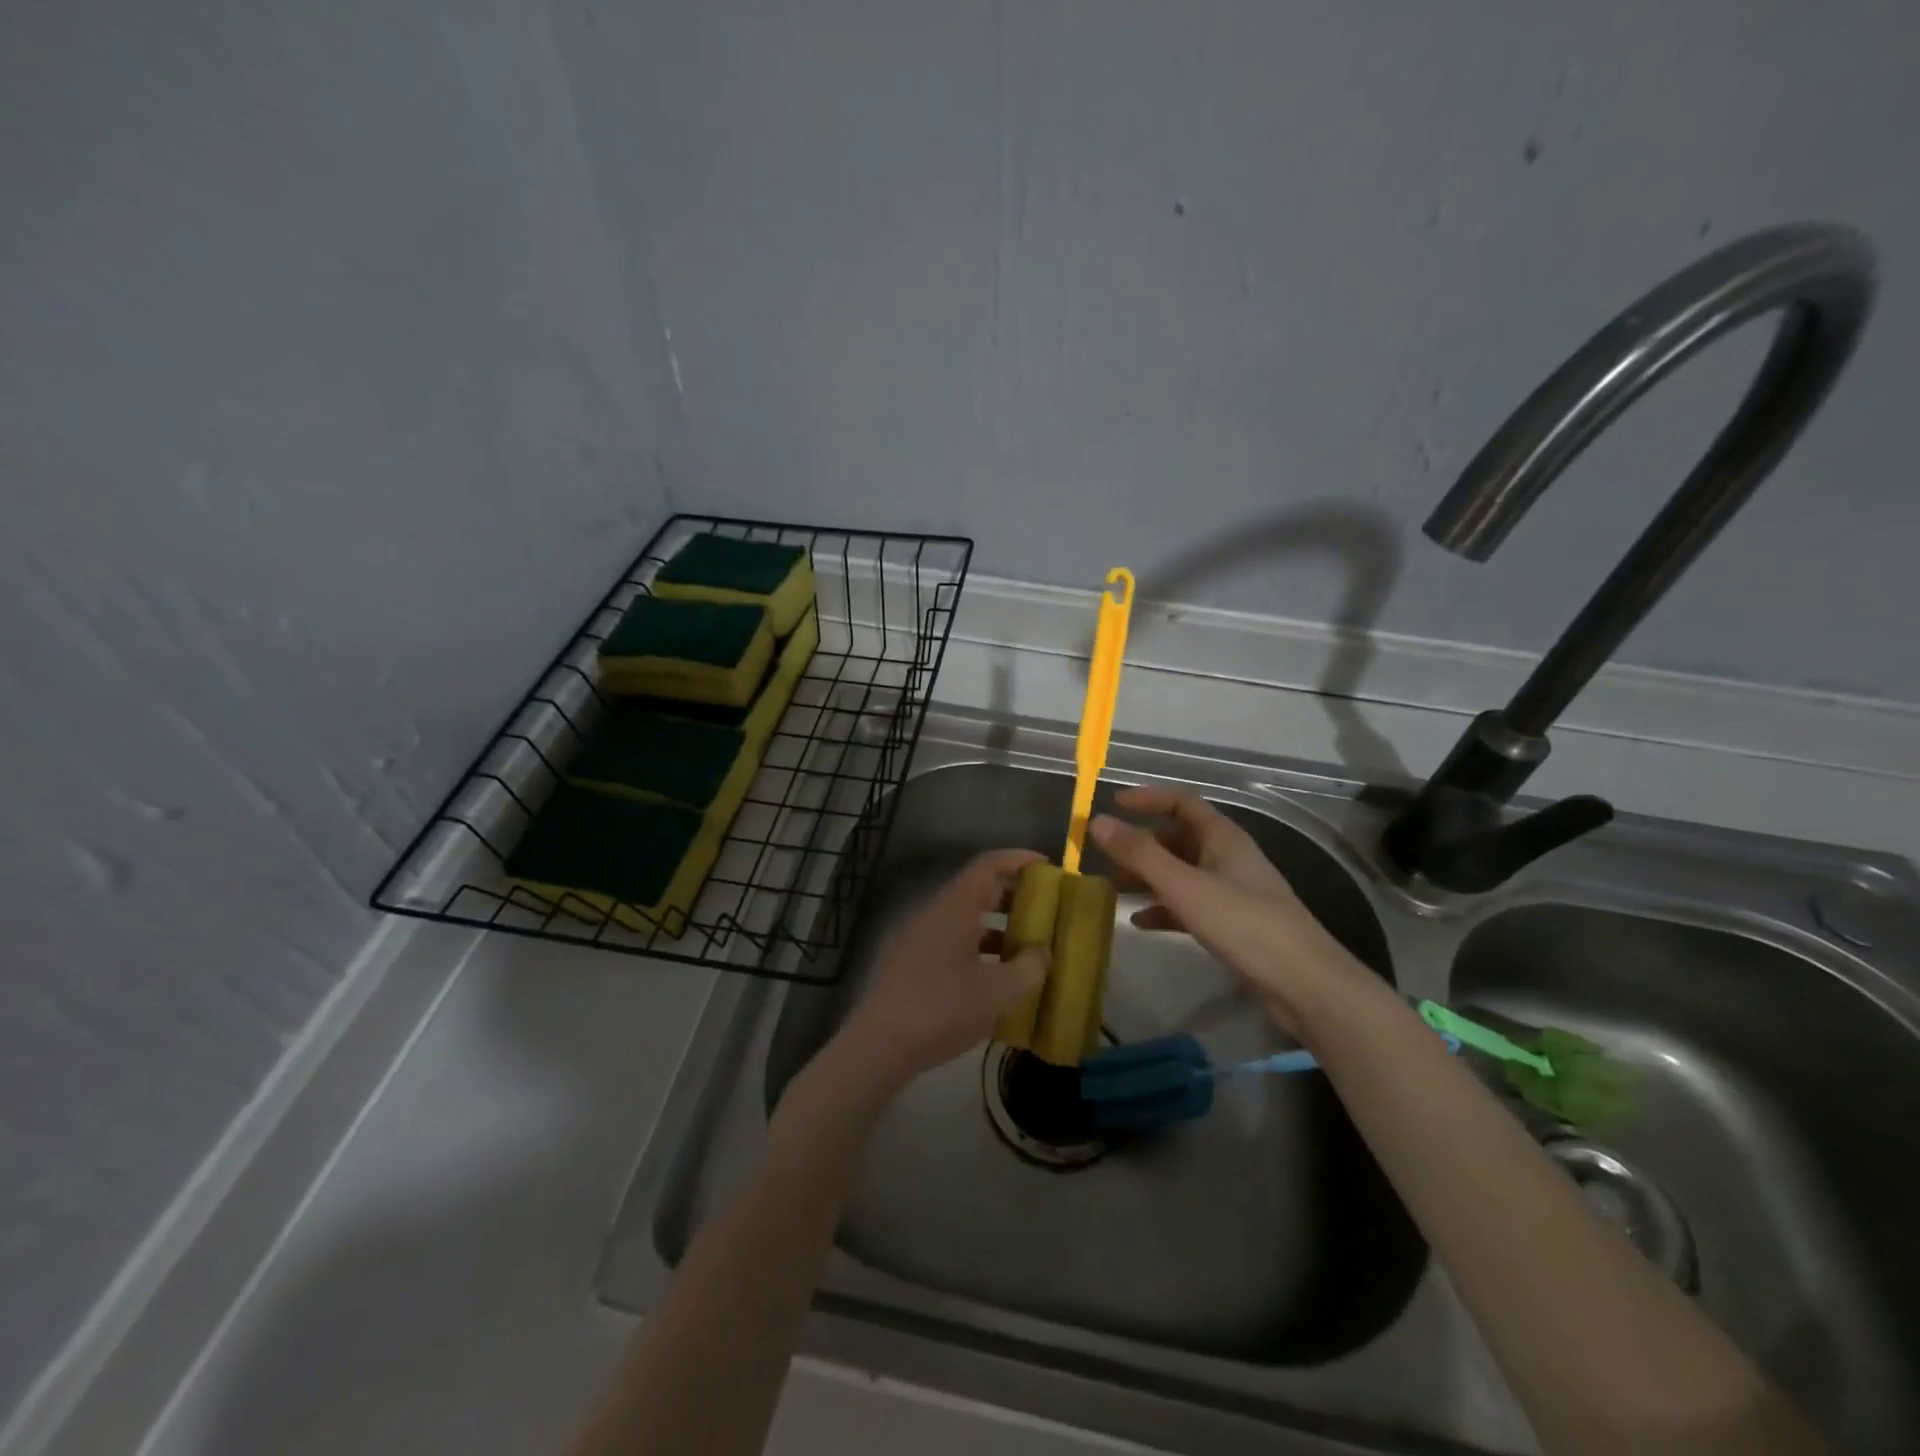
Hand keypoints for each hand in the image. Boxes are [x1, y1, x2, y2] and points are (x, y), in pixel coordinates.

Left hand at [833, 849, 1049, 1093]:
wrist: (878, 1045)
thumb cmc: (942, 1010)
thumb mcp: (997, 993)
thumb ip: (1028, 968)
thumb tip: (1043, 952)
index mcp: (955, 907)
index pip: (988, 864)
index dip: (1018, 859)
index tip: (1046, 866)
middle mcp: (933, 912)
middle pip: (976, 889)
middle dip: (1011, 896)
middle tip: (1043, 910)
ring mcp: (916, 935)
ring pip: (962, 917)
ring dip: (995, 926)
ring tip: (1024, 948)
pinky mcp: (907, 960)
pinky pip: (949, 938)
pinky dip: (975, 946)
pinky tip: (991, 976)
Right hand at [1090, 788, 1362, 1034]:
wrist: (1304, 984)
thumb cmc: (1244, 924)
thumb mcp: (1185, 886)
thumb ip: (1140, 854)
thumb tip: (1097, 821)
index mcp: (1222, 837)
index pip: (1182, 802)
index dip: (1147, 798)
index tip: (1111, 804)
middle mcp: (1227, 857)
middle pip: (1177, 839)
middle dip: (1140, 845)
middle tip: (1103, 856)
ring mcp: (1231, 891)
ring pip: (1180, 873)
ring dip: (1147, 877)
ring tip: (1111, 889)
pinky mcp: (1232, 923)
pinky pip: (1188, 905)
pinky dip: (1163, 908)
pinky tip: (1140, 922)